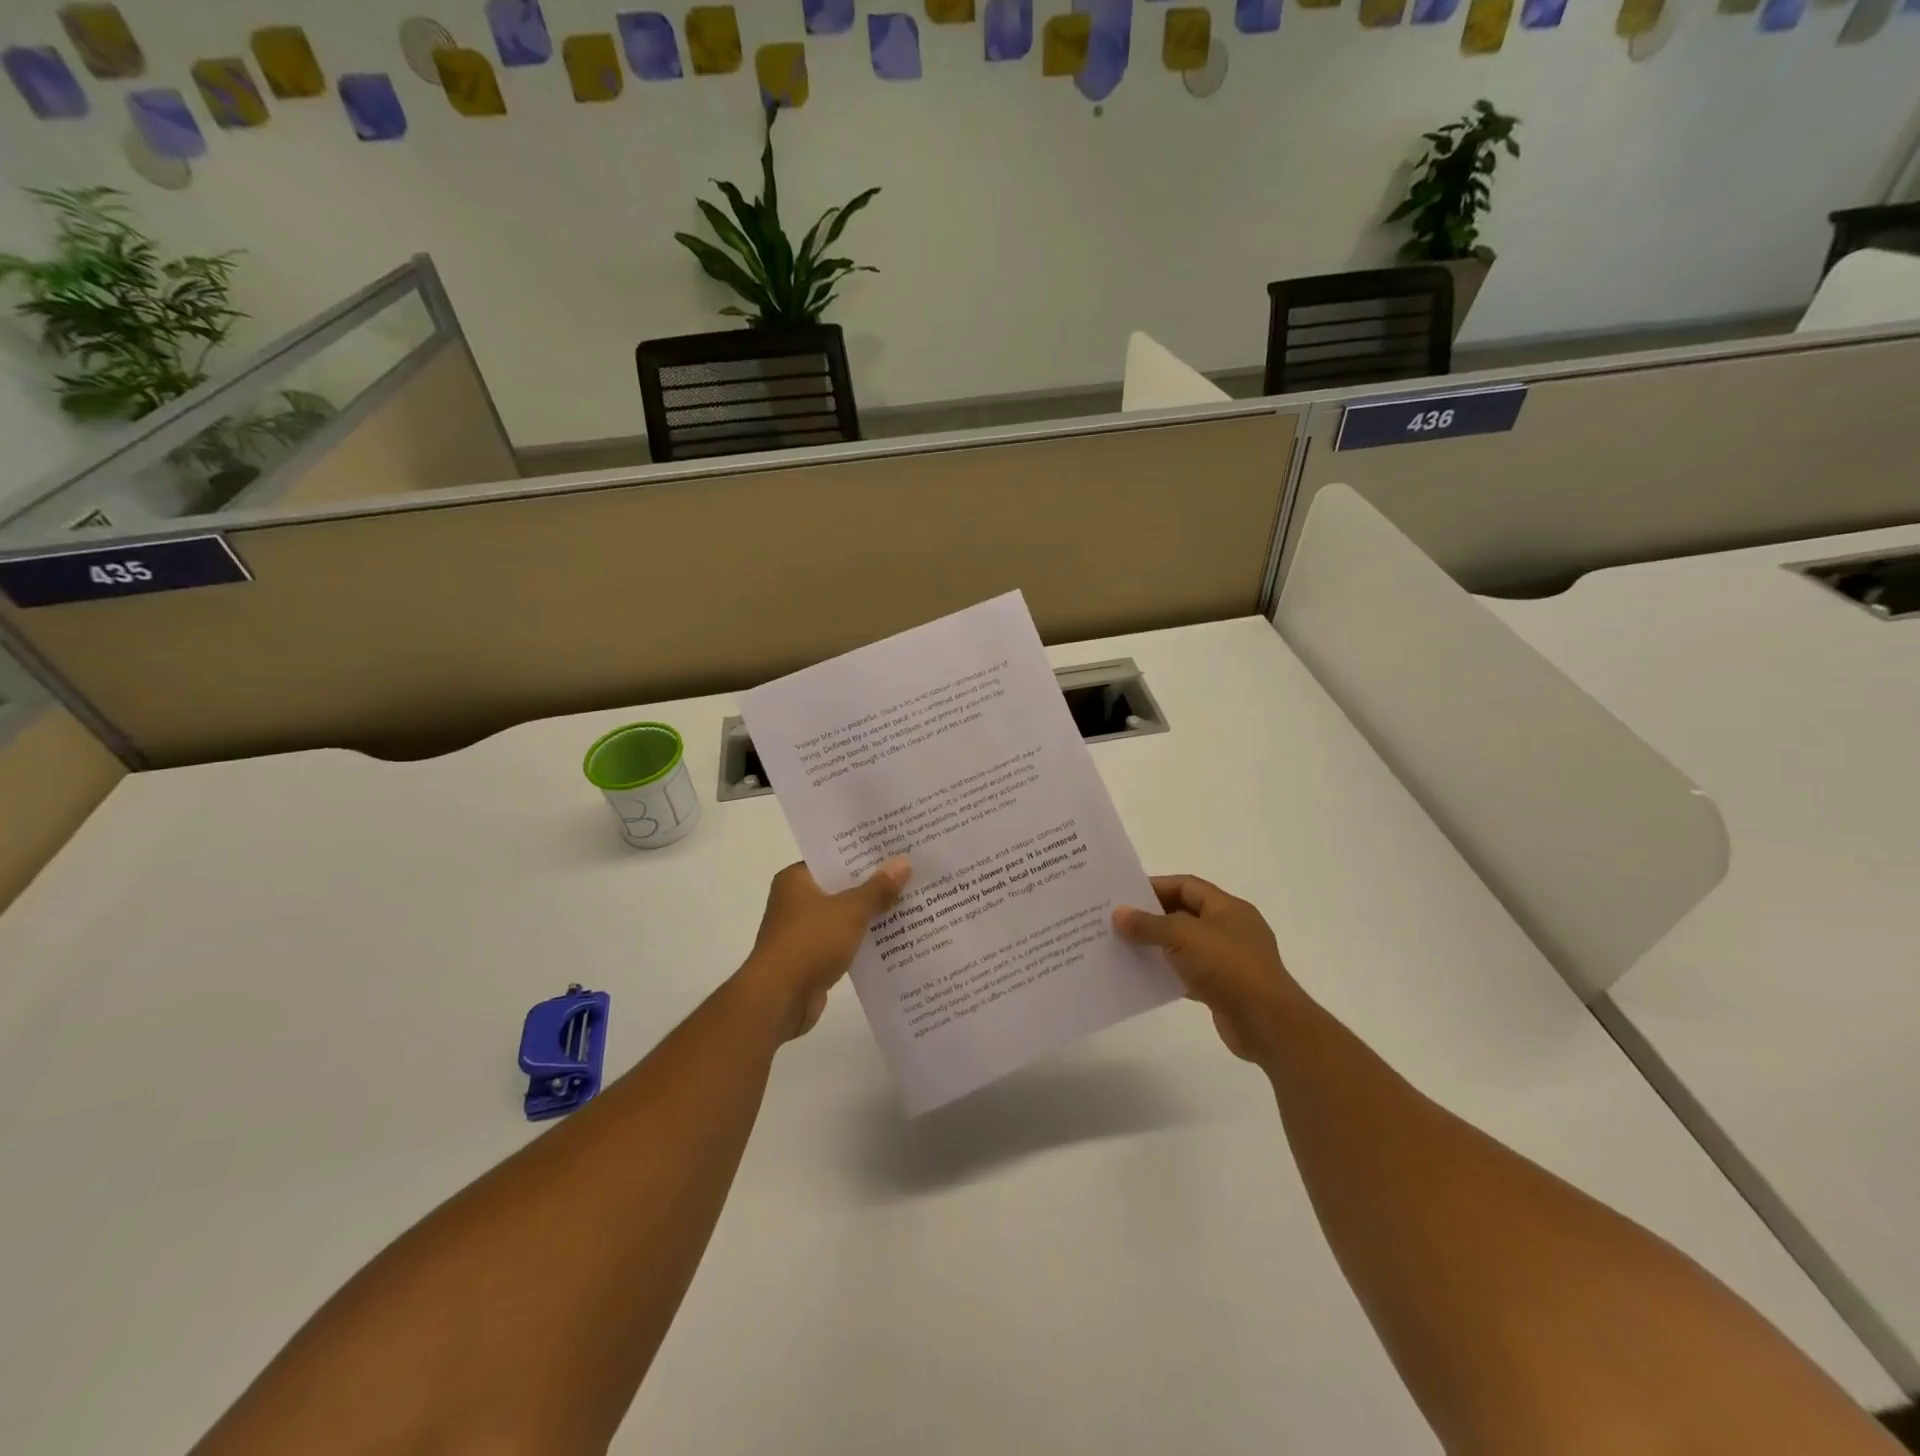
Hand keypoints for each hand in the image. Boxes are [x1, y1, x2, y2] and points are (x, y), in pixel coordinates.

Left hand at [735, 858, 911, 1040]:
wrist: (779, 999)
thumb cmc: (810, 942)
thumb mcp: (850, 910)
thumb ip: (877, 889)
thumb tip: (903, 863)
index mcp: (796, 879)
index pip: (833, 858)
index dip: (862, 854)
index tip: (893, 848)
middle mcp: (795, 901)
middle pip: (840, 886)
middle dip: (872, 884)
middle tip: (909, 872)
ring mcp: (802, 931)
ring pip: (844, 915)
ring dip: (869, 914)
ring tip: (909, 902)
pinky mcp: (811, 958)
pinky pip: (843, 940)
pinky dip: (862, 939)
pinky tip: (893, 937)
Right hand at [1113, 875, 1304, 1064]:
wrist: (1267, 1025)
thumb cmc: (1228, 968)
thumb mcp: (1183, 937)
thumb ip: (1148, 924)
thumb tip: (1119, 914)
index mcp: (1228, 908)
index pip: (1187, 885)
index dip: (1156, 886)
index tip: (1125, 895)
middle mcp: (1230, 929)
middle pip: (1185, 914)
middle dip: (1152, 917)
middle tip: (1119, 921)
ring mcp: (1229, 960)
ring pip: (1186, 945)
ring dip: (1158, 946)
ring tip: (1124, 948)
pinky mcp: (1224, 988)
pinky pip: (1189, 973)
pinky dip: (1168, 974)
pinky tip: (1144, 977)